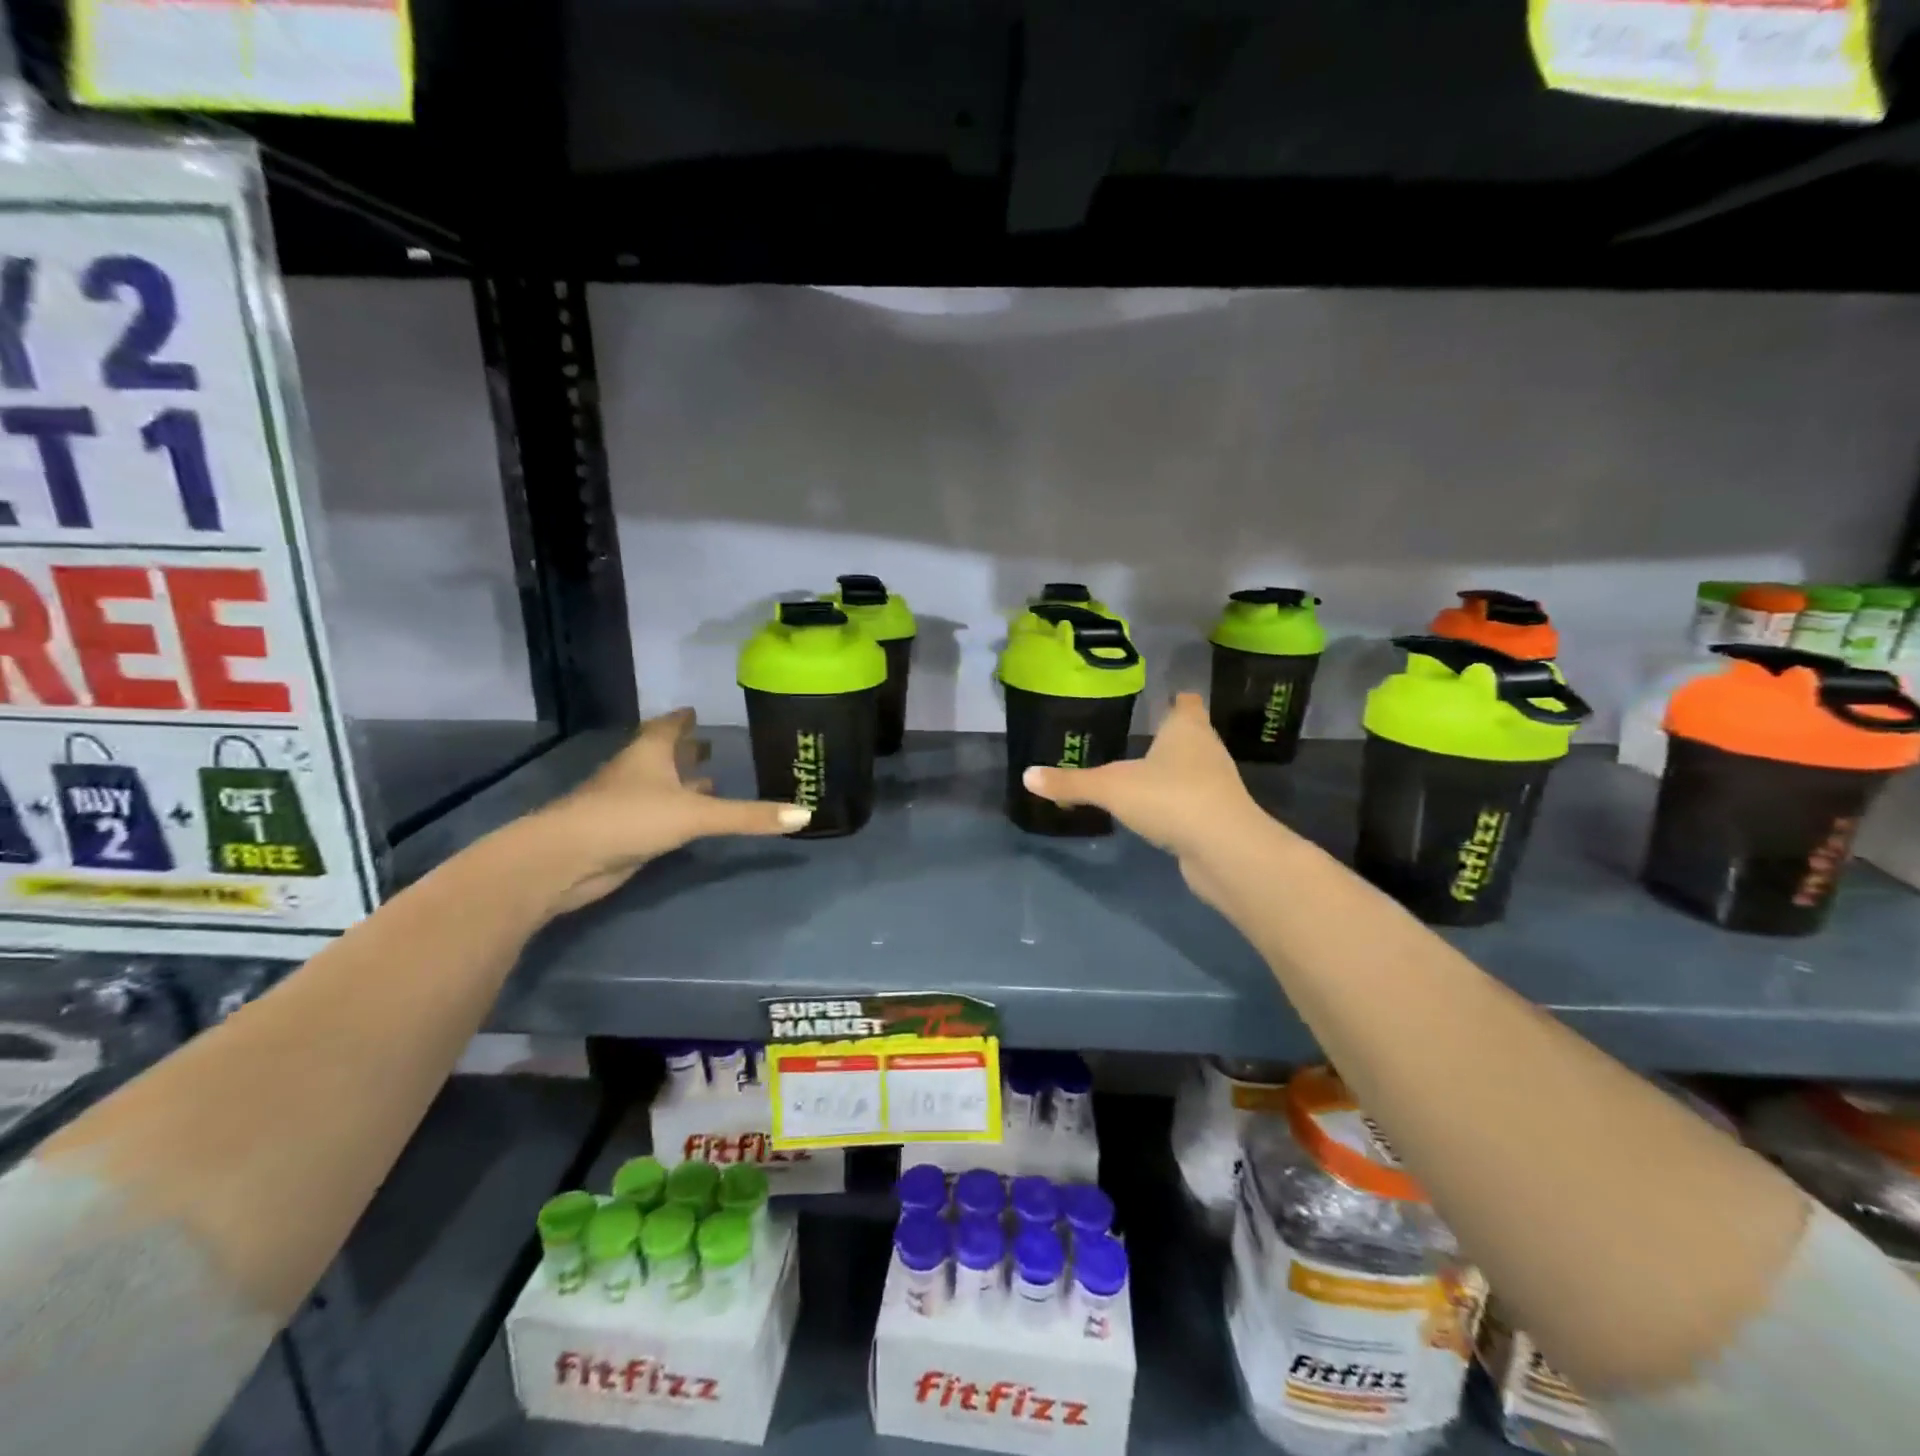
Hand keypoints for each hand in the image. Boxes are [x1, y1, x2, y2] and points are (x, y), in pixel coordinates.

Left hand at [533, 709, 810, 912]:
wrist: (566, 859)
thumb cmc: (630, 818)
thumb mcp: (696, 814)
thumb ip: (748, 816)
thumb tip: (805, 815)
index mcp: (650, 753)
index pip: (668, 727)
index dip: (683, 719)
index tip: (695, 711)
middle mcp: (637, 772)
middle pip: (662, 753)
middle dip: (686, 749)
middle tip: (710, 744)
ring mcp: (625, 803)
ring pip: (658, 784)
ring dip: (680, 781)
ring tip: (708, 780)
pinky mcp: (623, 832)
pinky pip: (655, 813)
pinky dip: (673, 810)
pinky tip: (686, 819)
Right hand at [1021, 693, 1270, 902]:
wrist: (1225, 849)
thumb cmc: (1170, 798)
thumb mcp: (1110, 787)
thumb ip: (1071, 782)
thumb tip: (1027, 776)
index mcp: (1187, 729)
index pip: (1186, 703)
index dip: (1175, 699)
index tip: (1163, 698)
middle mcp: (1206, 750)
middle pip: (1191, 734)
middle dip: (1170, 736)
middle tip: (1139, 735)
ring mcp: (1216, 785)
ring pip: (1192, 769)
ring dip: (1173, 770)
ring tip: (1142, 772)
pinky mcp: (1218, 817)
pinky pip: (1192, 801)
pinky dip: (1176, 802)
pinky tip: (1156, 810)